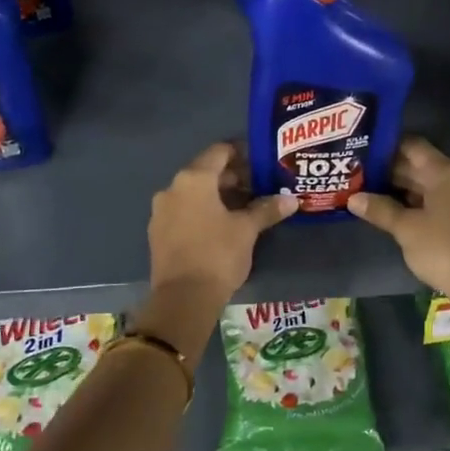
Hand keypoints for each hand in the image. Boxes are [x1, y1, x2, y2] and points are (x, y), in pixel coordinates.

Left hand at [148, 143, 296, 303]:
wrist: (183, 299)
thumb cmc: (218, 254)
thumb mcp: (247, 230)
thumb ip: (267, 210)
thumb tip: (291, 200)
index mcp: (193, 179)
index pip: (219, 152)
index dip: (242, 153)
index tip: (261, 162)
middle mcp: (172, 188)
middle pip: (206, 172)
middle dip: (233, 178)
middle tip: (259, 187)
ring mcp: (161, 211)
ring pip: (194, 193)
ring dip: (218, 196)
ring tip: (245, 208)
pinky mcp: (158, 232)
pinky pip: (184, 211)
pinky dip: (203, 212)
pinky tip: (222, 226)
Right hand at [349, 137, 449, 297]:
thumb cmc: (443, 249)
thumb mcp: (406, 229)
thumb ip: (380, 209)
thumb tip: (353, 198)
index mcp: (444, 172)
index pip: (412, 146)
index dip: (386, 147)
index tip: (362, 153)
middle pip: (420, 165)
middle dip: (389, 171)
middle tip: (358, 176)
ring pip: (428, 185)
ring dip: (402, 189)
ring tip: (369, 193)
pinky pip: (438, 201)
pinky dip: (417, 203)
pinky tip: (395, 213)